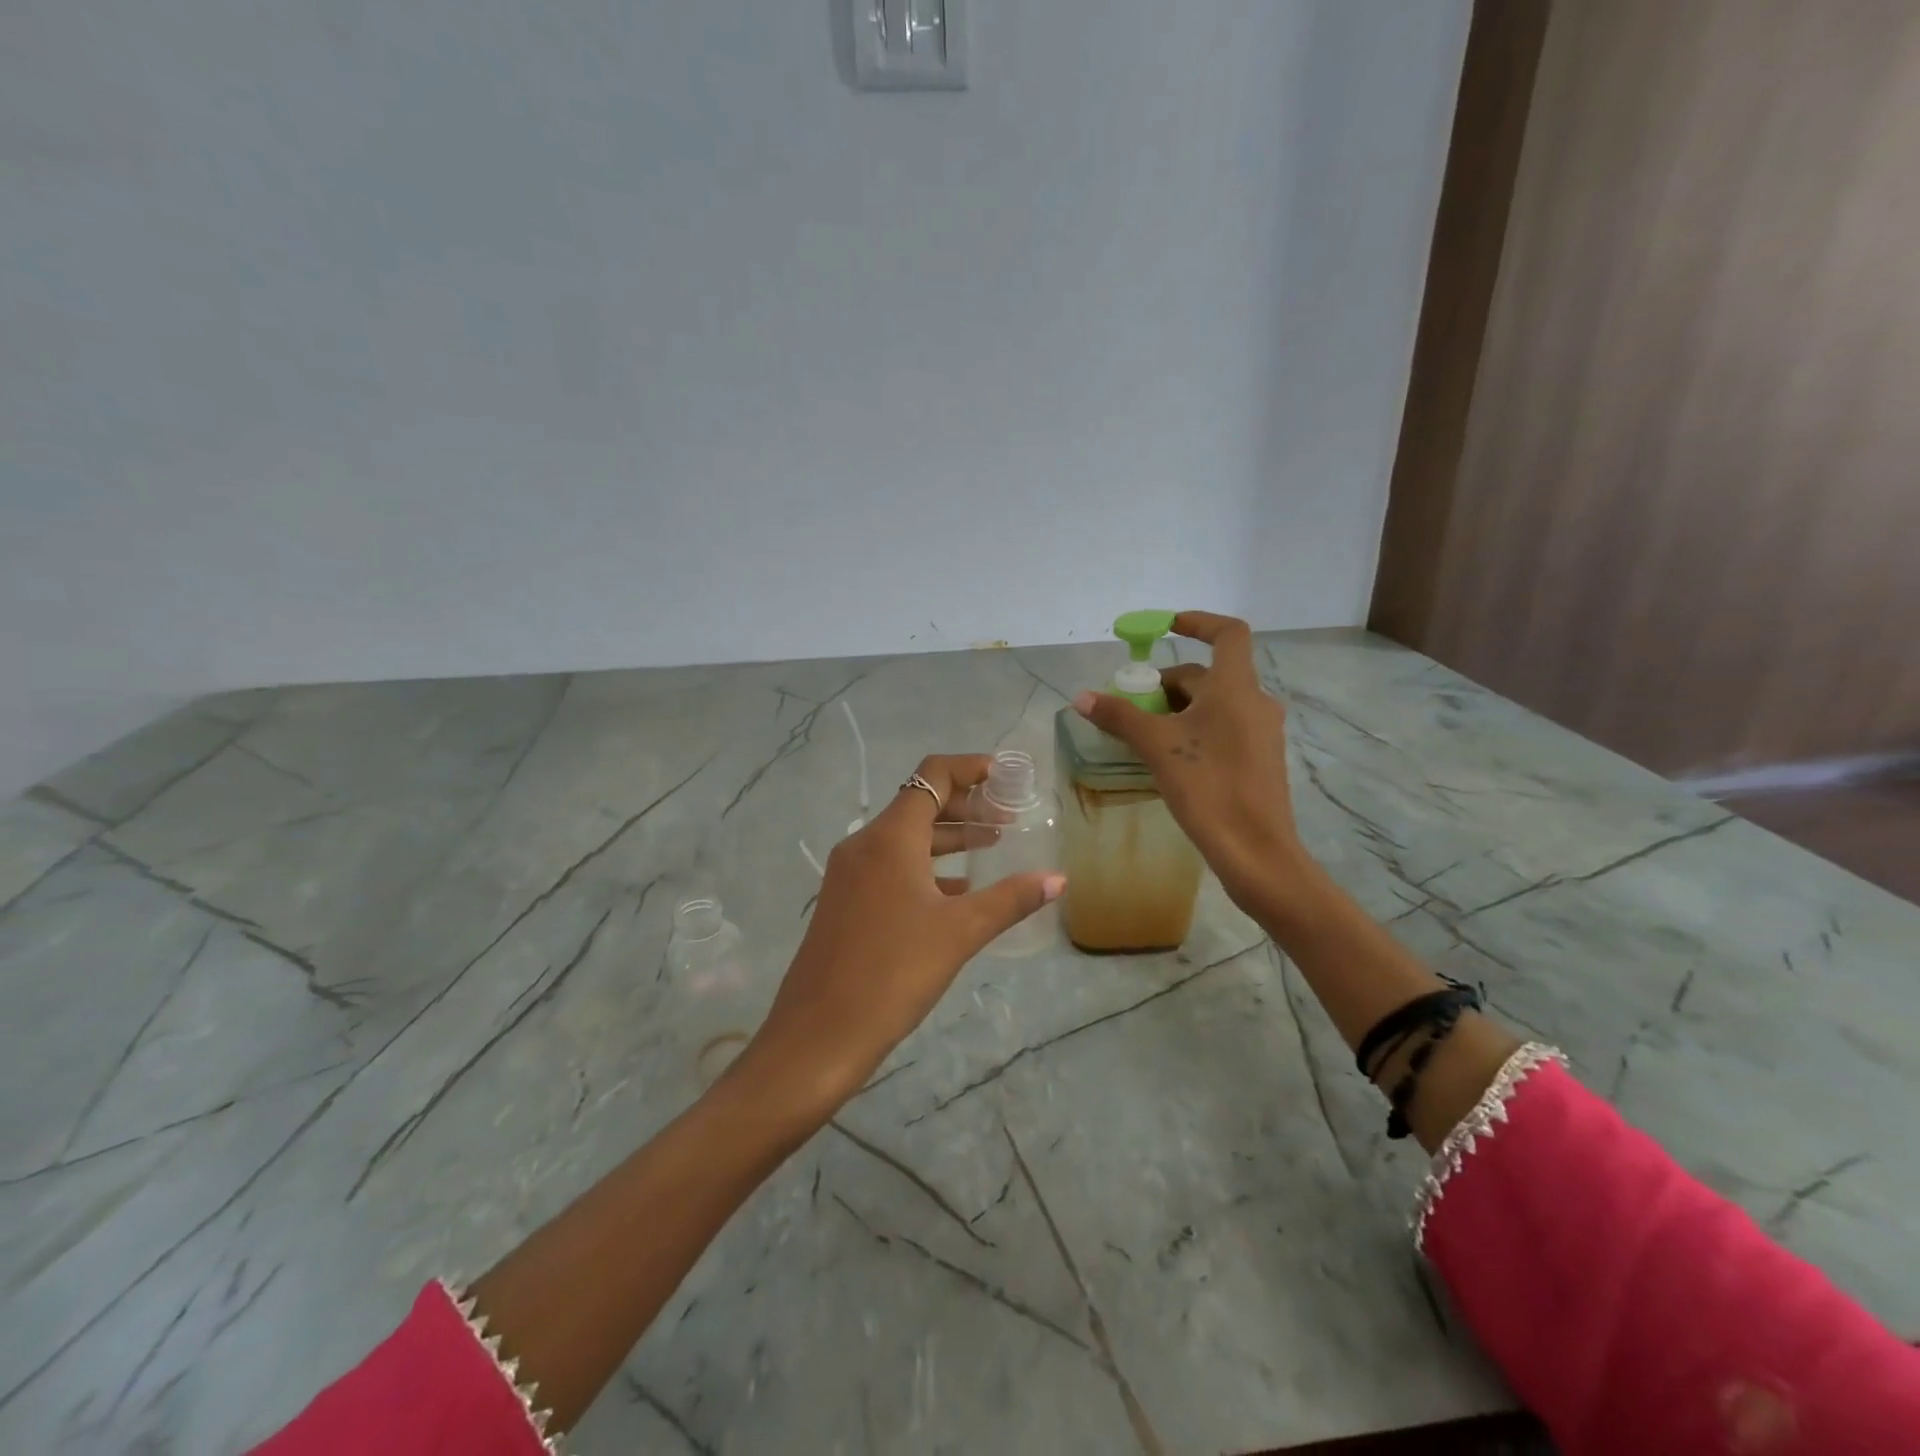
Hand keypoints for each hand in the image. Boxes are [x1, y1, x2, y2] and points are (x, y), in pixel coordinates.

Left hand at [735, 753, 1063, 1118]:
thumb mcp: (960, 932)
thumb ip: (1011, 899)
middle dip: (966, 805)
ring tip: (993, 844)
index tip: (1007, 777)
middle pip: (920, 804)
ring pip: (906, 837)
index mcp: (890, 837)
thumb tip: (1058, 878)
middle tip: (1010, 817)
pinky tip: (958, 889)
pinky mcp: (846, 900)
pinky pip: (892, 866)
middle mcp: (865, 844)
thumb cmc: (893, 972)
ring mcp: (850, 873)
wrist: (819, 1034)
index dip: (972, 768)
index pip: (933, 776)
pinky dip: (927, 866)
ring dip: (949, 837)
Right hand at [1074, 611, 1307, 916]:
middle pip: (1209, 675)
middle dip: (1168, 683)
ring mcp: (1261, 734)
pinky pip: (1223, 729)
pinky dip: (1194, 730)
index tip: (1167, 626)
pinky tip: (1169, 759)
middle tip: (1132, 704)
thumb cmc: (1209, 788)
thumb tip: (1082, 697)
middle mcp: (1255, 702)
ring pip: (1215, 705)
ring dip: (1178, 709)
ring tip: (1143, 733)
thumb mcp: (1157, 748)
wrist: (1256, 852)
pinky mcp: (1259, 761)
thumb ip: (1120, 717)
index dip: (1198, 622)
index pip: (1228, 634)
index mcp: (1237, 688)